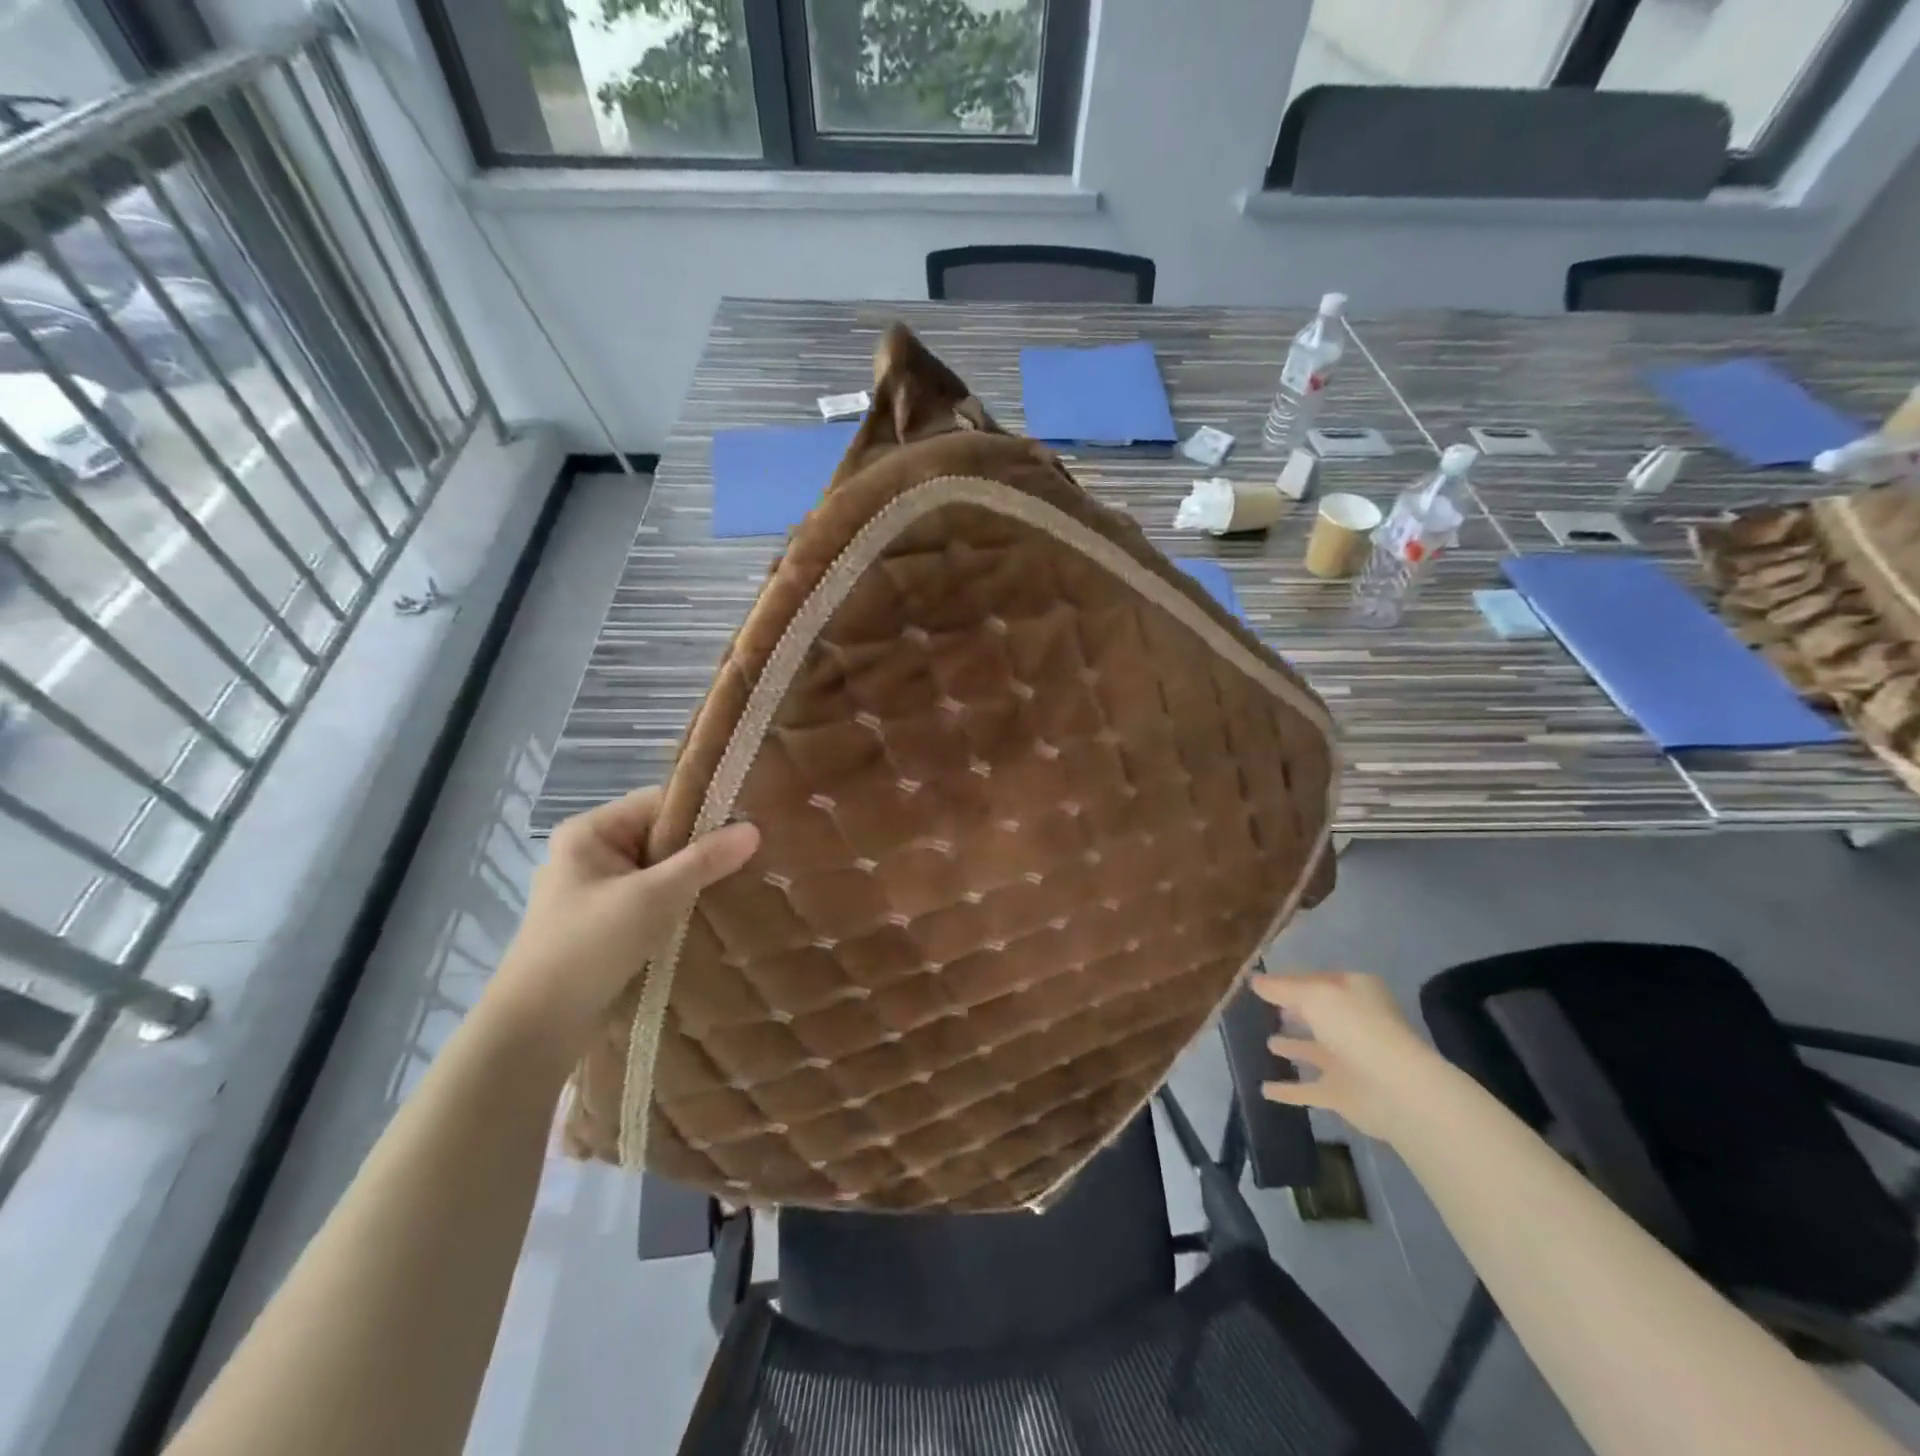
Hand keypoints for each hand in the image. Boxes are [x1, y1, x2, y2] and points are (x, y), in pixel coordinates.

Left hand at [484, 787, 758, 1064]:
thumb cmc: (588, 948)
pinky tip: (709, 911)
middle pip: (660, 834)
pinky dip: (678, 902)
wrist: (535, 1028)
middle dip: (702, 848)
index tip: (748, 825)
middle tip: (751, 856)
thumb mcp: (652, 898)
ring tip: (739, 882)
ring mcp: (596, 888)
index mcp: (590, 831)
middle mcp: (590, 851)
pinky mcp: (604, 921)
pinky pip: (651, 896)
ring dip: (693, 878)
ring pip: (659, 868)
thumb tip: (754, 829)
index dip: (704, 811)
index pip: (659, 802)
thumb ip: (704, 860)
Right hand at [1253, 970, 1451, 1141]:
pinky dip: (1288, 1090)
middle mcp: (1354, 1023)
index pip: (1316, 980)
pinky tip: (1264, 1089)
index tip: (1261, 984)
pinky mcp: (1342, 1094)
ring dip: (1292, 1046)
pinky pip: (1308, 1089)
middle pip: (1316, 1014)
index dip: (1289, 981)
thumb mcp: (1313, 995)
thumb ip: (1281, 988)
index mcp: (1355, 992)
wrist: (1396, 1090)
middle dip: (1293, 1011)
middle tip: (1264, 1009)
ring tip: (1267, 1043)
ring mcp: (1348, 1061)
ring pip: (1313, 1050)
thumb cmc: (1356, 1029)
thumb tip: (1254, 980)